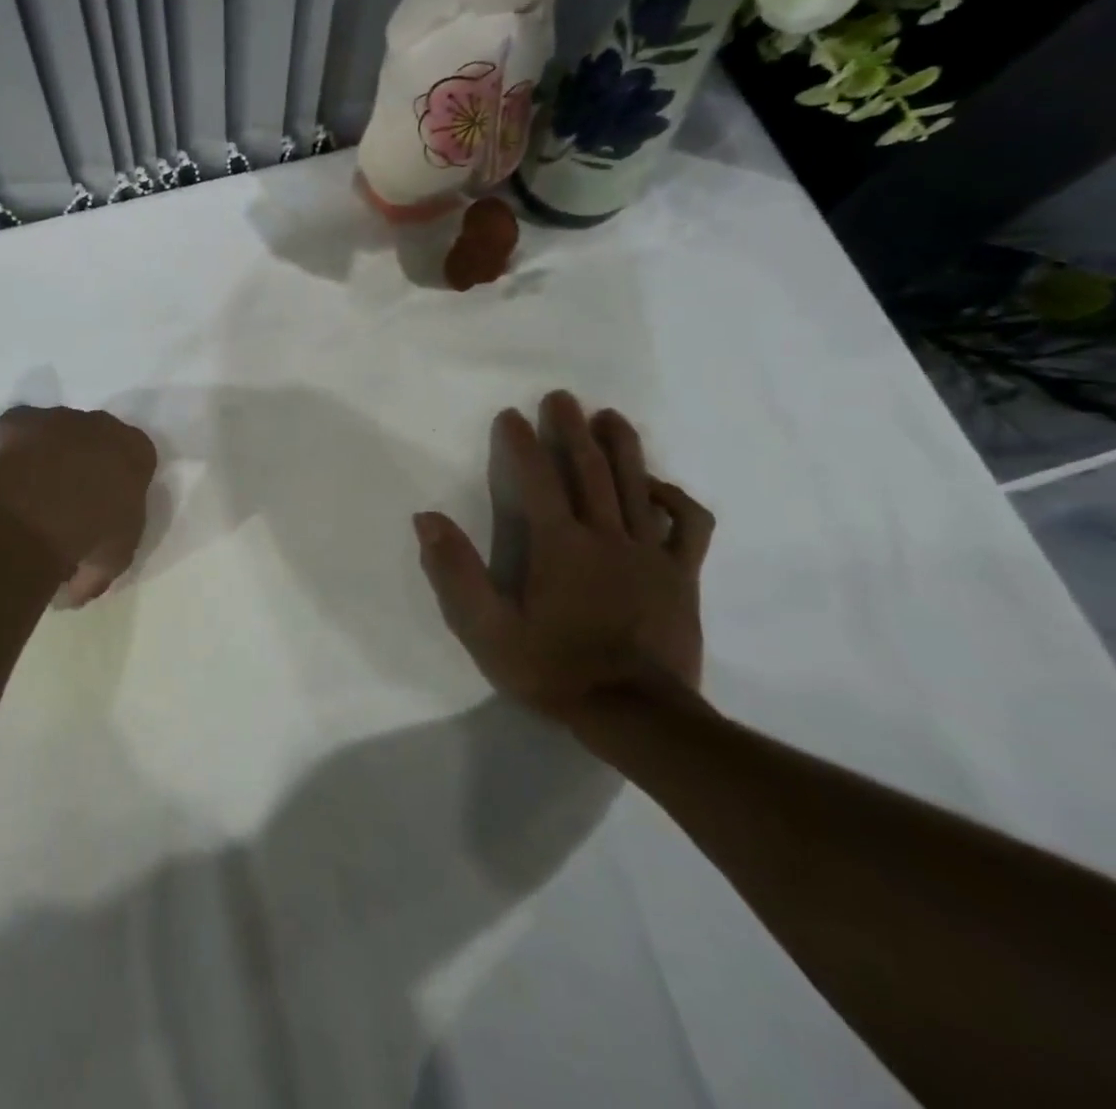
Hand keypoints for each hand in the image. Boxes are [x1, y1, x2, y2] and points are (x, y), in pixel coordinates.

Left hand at [0, 405, 157, 605]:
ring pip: (57, 431)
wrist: (39, 515)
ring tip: (31, 488)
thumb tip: (76, 586)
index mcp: (137, 452)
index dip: (121, 481)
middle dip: (86, 460)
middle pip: (97, 438)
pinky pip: (18, 429)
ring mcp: (59, 418)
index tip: (106, 506)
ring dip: (49, 451)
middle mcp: (102, 425)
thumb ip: (102, 561)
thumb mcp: (112, 561)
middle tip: (68, 497)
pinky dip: (12, 447)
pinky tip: (5, 473)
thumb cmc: (90, 537)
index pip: (138, 457)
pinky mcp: (21, 419)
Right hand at [413, 391, 713, 722]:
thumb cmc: (553, 670)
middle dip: (573, 429)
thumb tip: (427, 519)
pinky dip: (676, 499)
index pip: (536, 479)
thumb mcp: (486, 630)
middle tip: (562, 398)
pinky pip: (688, 526)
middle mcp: (606, 537)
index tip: (509, 415)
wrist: (637, 716)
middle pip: (590, 470)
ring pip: (638, 486)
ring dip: (622, 447)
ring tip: (611, 417)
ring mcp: (650, 554)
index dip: (521, 443)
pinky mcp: (682, 576)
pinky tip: (659, 487)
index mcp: (559, 545)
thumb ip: (456, 573)